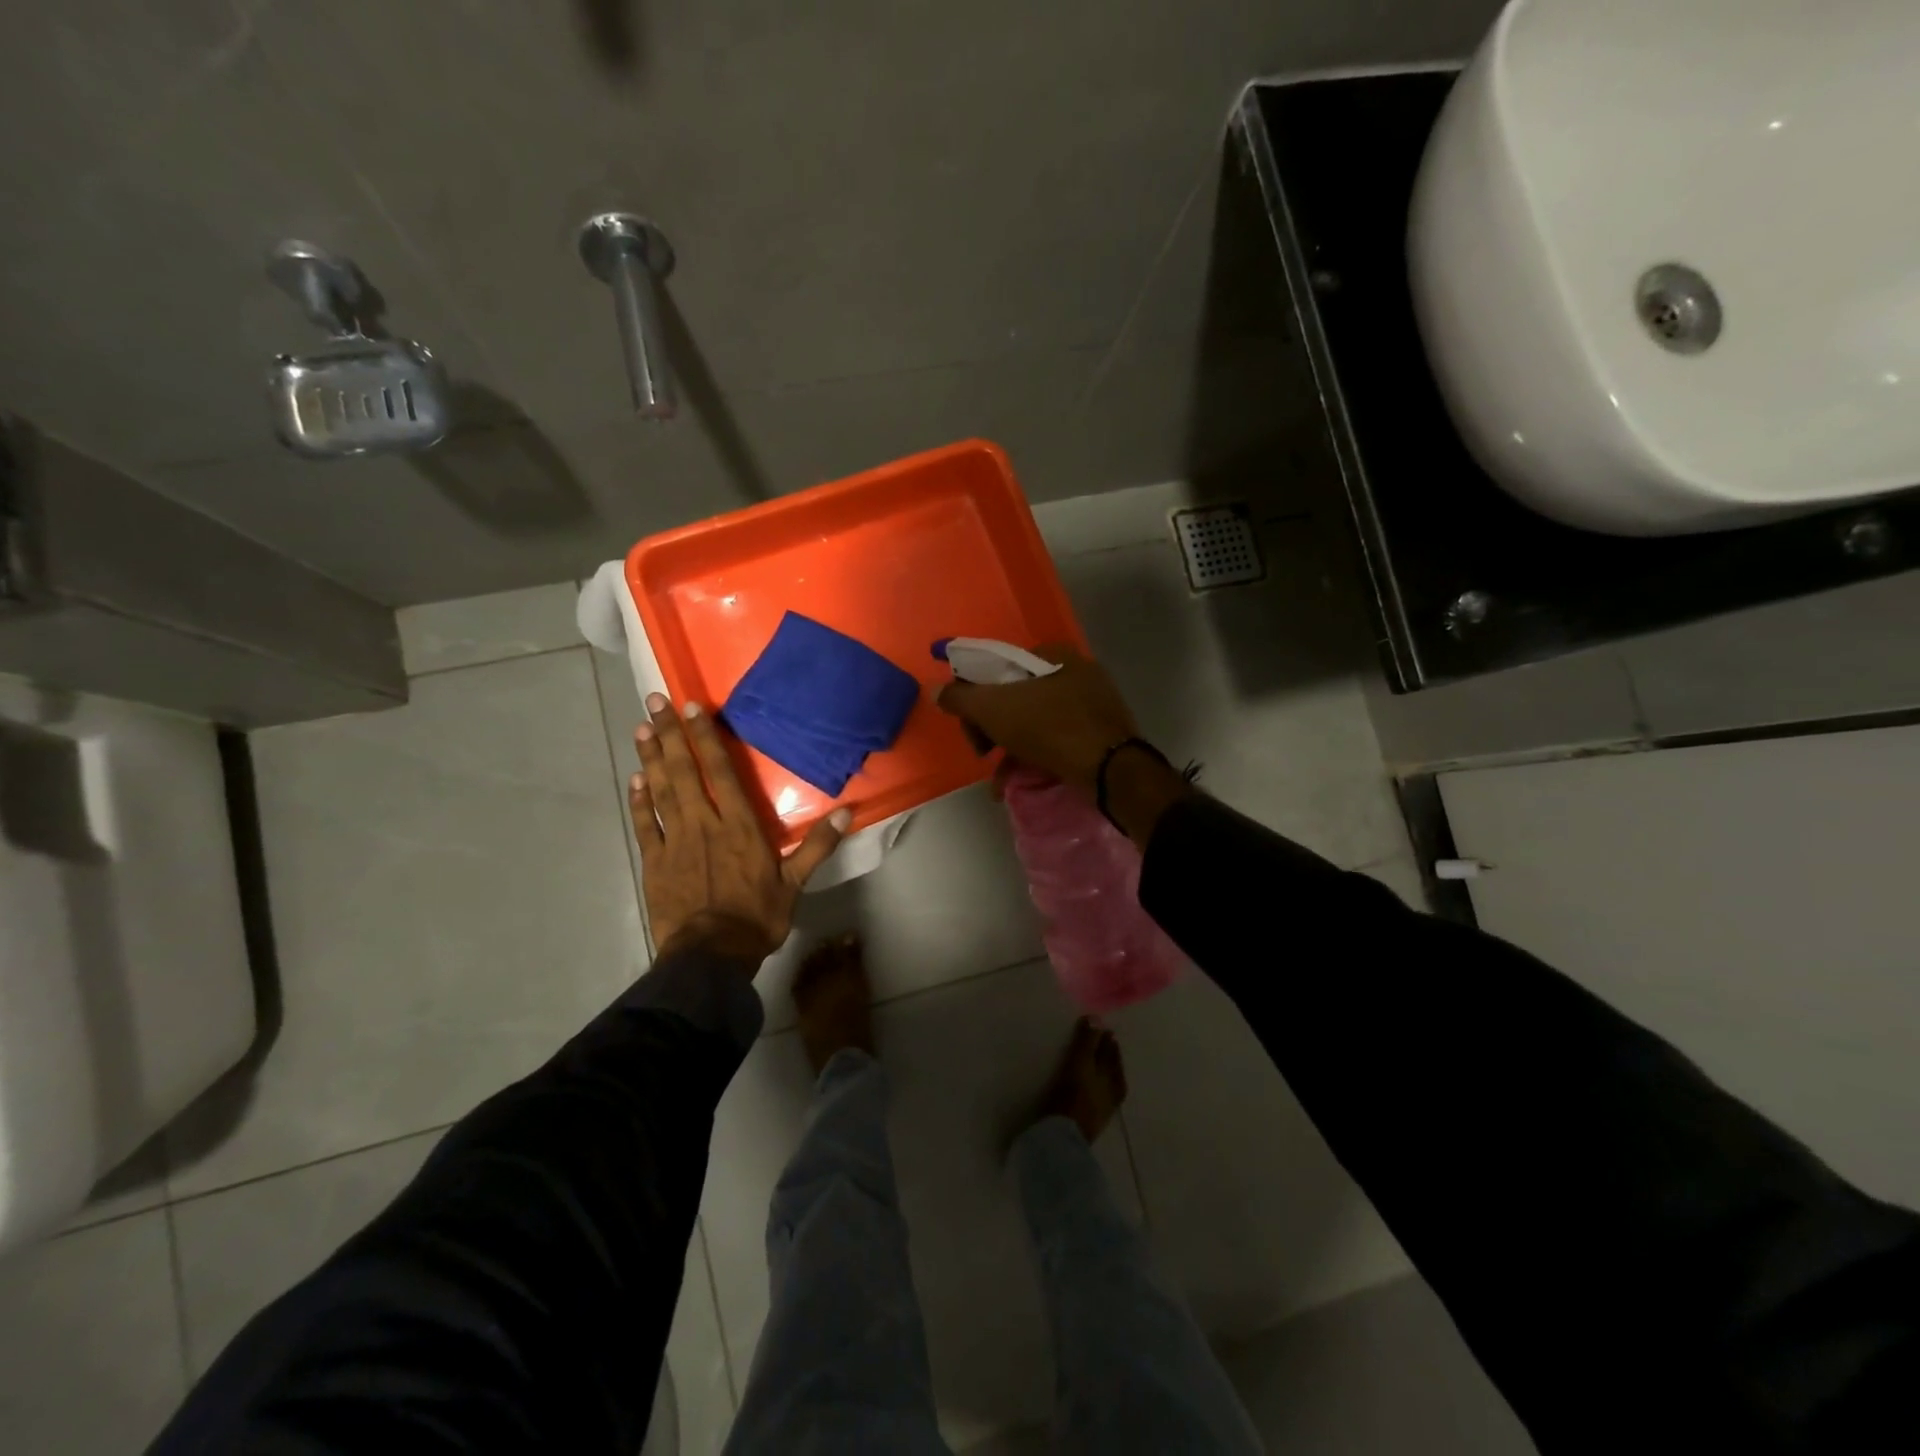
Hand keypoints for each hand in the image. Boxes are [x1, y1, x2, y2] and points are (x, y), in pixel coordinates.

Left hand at [630, 692, 850, 963]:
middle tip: (655, 701)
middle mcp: (704, 824)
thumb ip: (818, 845)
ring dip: (651, 758)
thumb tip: (848, 811)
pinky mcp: (654, 862)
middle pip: (685, 772)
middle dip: (671, 735)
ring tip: (640, 728)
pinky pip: (644, 825)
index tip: (693, 708)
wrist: (709, 958)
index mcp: (739, 826)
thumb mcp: (795, 883)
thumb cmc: (756, 918)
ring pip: (661, 791)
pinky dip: (638, 801)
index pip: (721, 772)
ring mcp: (674, 842)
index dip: (707, 738)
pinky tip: (634, 779)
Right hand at [935, 646, 1189, 846]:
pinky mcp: (1100, 732)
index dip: (975, 696)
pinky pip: (1056, 739)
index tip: (970, 727)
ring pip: (1034, 721)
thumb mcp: (993, 709)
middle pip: (1015, 696)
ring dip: (1009, 749)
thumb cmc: (1048, 727)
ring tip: (999, 780)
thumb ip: (960, 698)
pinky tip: (1019, 783)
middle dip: (992, 727)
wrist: (1110, 768)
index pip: (998, 667)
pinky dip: (1034, 757)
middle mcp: (1074, 671)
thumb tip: (935, 689)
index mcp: (1051, 654)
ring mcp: (1091, 702)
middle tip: (983, 752)